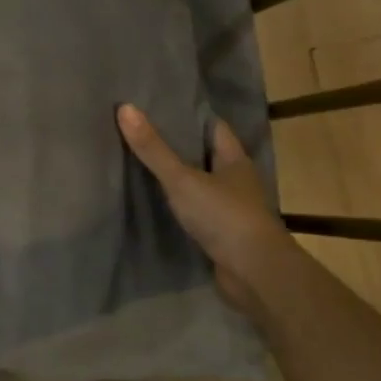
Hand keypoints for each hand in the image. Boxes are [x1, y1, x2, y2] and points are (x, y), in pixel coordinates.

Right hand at [116, 105, 290, 317]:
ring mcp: (231, 209)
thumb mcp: (182, 179)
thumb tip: (125, 107)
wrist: (255, 273)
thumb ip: (153, 149)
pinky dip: (179, 204)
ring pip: (200, 183)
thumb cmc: (224, 216)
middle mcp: (236, 181)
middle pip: (205, 155)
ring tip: (142, 163)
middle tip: (142, 132)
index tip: (160, 106)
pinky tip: (156, 202)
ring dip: (178, 177)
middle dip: (179, 145)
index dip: (189, 116)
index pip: (213, 128)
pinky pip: (196, 210)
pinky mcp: (222, 233)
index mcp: (235, 160)